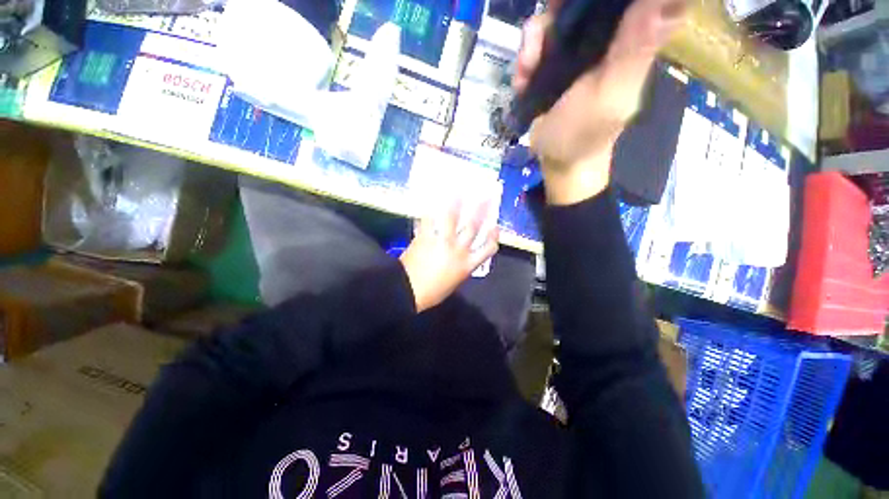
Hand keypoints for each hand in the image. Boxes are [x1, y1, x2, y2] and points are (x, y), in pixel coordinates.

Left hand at [399, 201, 498, 312]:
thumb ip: (461, 267)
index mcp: (468, 264)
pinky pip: (429, 220)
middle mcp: (459, 250)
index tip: (495, 226)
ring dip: (456, 203)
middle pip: (474, 227)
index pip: (488, 248)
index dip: (494, 236)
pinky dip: (430, 211)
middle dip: (481, 210)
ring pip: (452, 218)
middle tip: (486, 197)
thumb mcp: (455, 282)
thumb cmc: (433, 292)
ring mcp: (442, 241)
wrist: (409, 291)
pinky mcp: (425, 237)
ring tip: (459, 191)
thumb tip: (461, 256)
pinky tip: (432, 203)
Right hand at [514, 0, 685, 204]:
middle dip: (562, 10)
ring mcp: (578, 48)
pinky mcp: (554, 61)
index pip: (629, 0)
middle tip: (548, 35)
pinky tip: (523, 81)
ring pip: (558, 15)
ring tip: (527, 70)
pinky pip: (538, 40)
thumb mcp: (611, 95)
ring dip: (535, 40)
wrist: (558, 160)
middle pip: (587, 2)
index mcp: (634, 38)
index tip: (583, 6)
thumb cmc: (585, 135)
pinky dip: (525, 57)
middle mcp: (608, 35)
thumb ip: (636, 48)